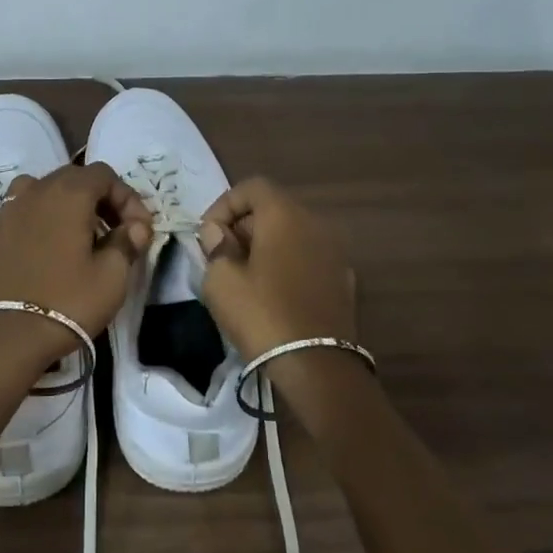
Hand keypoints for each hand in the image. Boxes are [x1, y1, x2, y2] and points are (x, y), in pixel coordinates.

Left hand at [0, 164, 153, 359]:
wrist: (12, 338)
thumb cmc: (70, 302)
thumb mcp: (113, 276)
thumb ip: (127, 242)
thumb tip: (136, 227)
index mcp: (69, 195)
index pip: (104, 174)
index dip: (126, 197)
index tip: (138, 230)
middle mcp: (33, 194)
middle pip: (69, 177)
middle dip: (96, 198)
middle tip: (112, 232)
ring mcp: (3, 216)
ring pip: (28, 189)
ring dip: (52, 201)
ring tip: (67, 230)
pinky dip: (3, 220)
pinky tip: (13, 235)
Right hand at [198, 178, 357, 359]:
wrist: (317, 366)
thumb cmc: (262, 315)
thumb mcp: (221, 280)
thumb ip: (215, 246)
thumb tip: (219, 232)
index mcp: (285, 215)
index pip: (252, 187)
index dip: (224, 205)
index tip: (208, 235)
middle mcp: (316, 224)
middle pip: (274, 208)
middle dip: (243, 225)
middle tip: (221, 256)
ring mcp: (335, 252)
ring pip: (293, 234)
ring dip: (266, 245)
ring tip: (245, 276)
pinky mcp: (344, 280)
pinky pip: (308, 258)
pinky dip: (288, 264)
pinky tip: (274, 294)